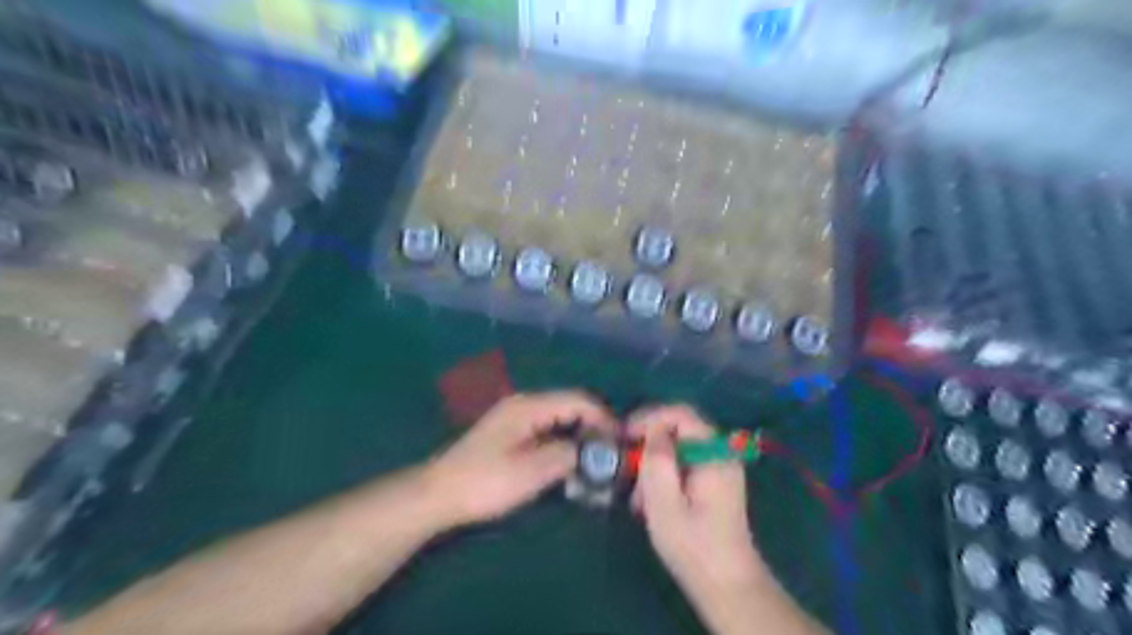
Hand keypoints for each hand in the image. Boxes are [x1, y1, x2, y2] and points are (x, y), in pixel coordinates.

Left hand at [421, 393, 610, 524]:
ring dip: (578, 436)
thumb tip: (590, 450)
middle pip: (569, 406)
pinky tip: (567, 463)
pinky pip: (546, 430)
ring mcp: (515, 418)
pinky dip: (562, 442)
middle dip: (593, 426)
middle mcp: (524, 404)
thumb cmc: (485, 482)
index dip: (603, 417)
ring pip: (559, 419)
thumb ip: (567, 454)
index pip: (578, 400)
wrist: (439, 494)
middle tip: (610, 453)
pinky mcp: (510, 434)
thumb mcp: (531, 471)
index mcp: (530, 406)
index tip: (621, 441)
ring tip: (593, 461)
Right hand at [628, 407, 757, 595]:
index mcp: (714, 453)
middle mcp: (721, 452)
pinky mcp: (713, 482)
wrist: (726, 585)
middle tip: (628, 468)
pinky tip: (651, 503)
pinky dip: (664, 477)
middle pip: (678, 429)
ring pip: (678, 448)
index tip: (624, 435)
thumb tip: (652, 430)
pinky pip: (683, 464)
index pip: (680, 414)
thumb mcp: (664, 503)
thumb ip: (657, 460)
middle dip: (649, 446)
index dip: (649, 417)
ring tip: (638, 498)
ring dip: (654, 466)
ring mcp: (719, 467)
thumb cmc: (693, 546)